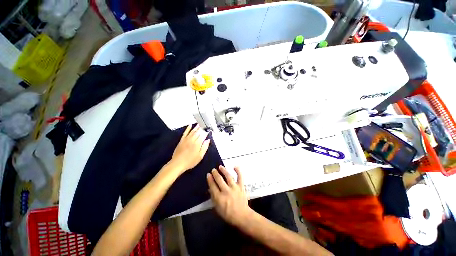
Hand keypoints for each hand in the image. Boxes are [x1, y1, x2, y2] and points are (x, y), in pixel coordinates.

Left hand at [170, 125, 209, 173]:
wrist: (178, 163)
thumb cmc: (190, 161)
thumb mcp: (200, 156)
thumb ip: (204, 147)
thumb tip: (208, 141)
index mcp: (197, 144)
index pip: (203, 135)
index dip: (206, 132)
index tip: (208, 130)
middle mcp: (192, 140)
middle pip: (198, 132)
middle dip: (202, 128)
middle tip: (204, 125)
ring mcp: (186, 139)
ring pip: (192, 131)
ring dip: (196, 127)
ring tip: (199, 124)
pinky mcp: (182, 140)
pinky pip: (185, 132)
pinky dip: (188, 128)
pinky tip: (190, 125)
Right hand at [207, 166, 250, 226]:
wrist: (242, 216)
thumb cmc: (228, 214)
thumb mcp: (217, 208)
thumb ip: (213, 198)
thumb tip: (210, 188)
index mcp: (219, 198)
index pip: (213, 186)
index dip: (210, 179)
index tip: (208, 174)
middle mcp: (226, 191)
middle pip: (219, 179)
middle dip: (215, 173)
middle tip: (213, 170)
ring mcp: (234, 187)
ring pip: (228, 176)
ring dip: (223, 170)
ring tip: (220, 167)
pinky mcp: (241, 186)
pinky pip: (240, 177)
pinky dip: (238, 171)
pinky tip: (235, 166)